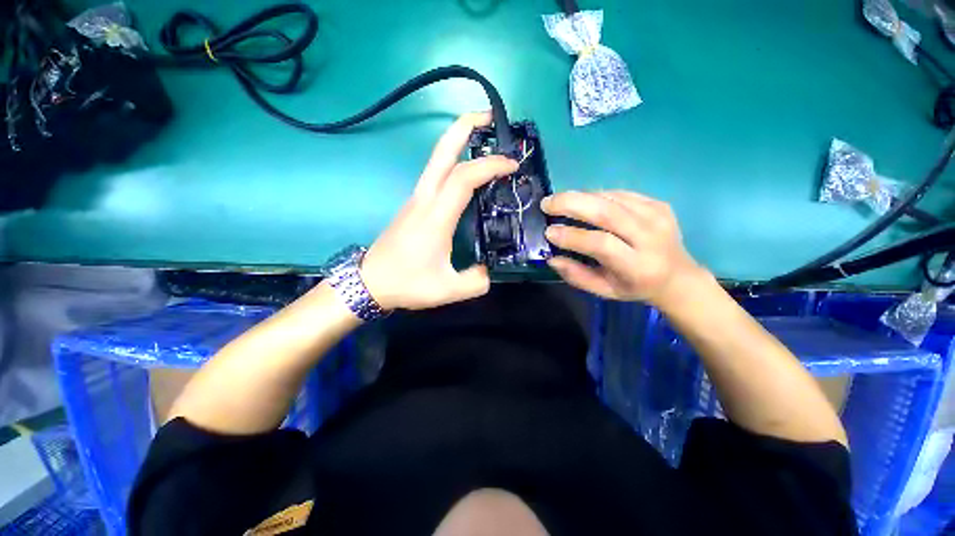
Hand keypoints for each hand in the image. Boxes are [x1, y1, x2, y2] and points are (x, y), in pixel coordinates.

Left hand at [359, 112, 517, 310]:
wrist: (370, 282)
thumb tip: (489, 269)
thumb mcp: (447, 290)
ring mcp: (417, 199)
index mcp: (435, 217)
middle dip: (465, 127)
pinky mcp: (415, 204)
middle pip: (442, 152)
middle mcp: (424, 199)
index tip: (512, 165)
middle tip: (490, 116)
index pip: (463, 178)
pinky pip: (437, 174)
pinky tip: (469, 171)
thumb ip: (476, 281)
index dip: (490, 165)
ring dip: (460, 141)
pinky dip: (455, 162)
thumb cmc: (406, 284)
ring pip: (438, 159)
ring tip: (486, 138)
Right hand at [541, 190, 707, 308]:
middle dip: (571, 204)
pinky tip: (582, 200)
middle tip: (547, 203)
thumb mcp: (604, 291)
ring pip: (611, 198)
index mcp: (637, 266)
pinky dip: (596, 195)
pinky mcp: (658, 204)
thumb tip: (552, 258)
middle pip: (607, 212)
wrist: (677, 276)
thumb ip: (577, 276)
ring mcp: (657, 216)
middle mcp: (650, 237)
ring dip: (580, 196)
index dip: (572, 236)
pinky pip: (620, 194)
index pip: (601, 243)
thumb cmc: (635, 287)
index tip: (548, 231)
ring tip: (559, 200)